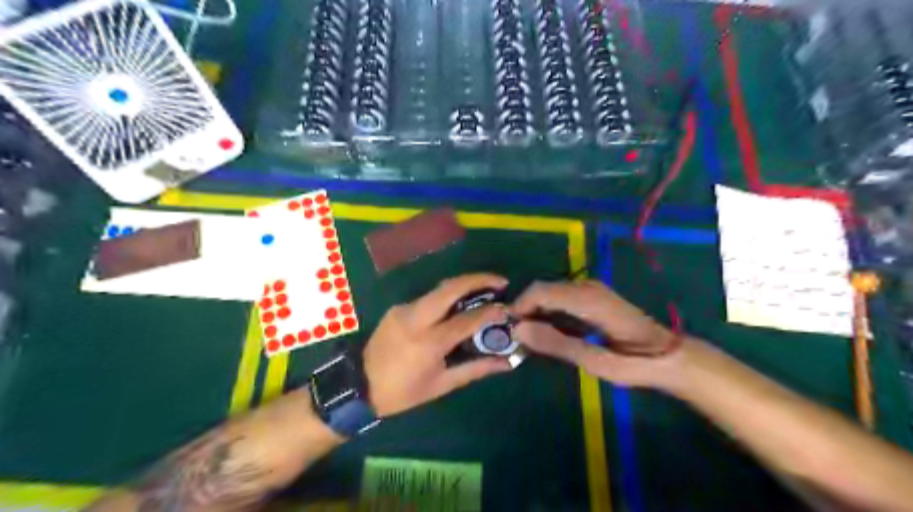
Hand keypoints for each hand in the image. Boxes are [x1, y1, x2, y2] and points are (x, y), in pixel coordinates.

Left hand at [361, 274, 511, 416]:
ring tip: (484, 290)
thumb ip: (475, 369)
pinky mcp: (397, 308)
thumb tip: (506, 362)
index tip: (507, 308)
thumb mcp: (441, 385)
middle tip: (500, 281)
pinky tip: (456, 307)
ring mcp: (404, 309)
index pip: (467, 319)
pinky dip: (446, 298)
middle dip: (479, 279)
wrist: (358, 386)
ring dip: (463, 285)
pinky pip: (427, 298)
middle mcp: (416, 318)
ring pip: (439, 289)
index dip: (490, 312)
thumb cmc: (403, 392)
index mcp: (429, 342)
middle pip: (451, 288)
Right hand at [510, 280, 680, 388]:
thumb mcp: (596, 361)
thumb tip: (519, 329)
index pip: (540, 291)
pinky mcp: (592, 295)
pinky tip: (549, 333)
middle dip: (525, 311)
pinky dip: (549, 312)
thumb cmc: (635, 363)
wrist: (668, 355)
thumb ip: (557, 344)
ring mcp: (591, 289)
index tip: (509, 331)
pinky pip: (561, 297)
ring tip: (530, 339)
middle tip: (517, 339)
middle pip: (543, 289)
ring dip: (536, 312)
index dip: (519, 307)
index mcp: (588, 299)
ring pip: (550, 292)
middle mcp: (587, 287)